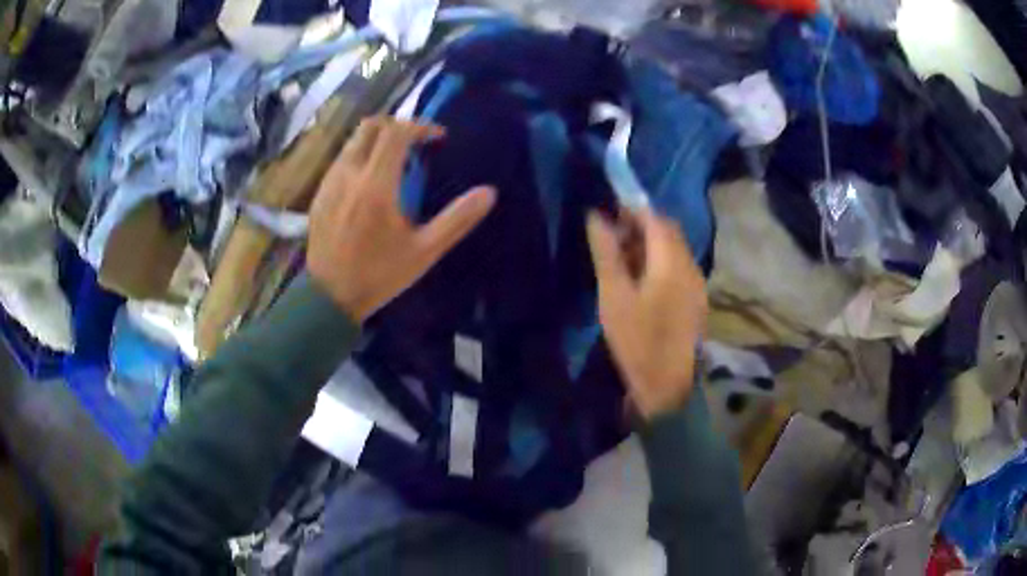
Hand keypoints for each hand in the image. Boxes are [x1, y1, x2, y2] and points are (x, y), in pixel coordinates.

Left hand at [308, 117, 495, 321]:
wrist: (329, 298)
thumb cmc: (379, 275)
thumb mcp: (424, 252)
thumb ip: (456, 220)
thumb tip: (489, 193)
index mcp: (376, 184)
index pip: (396, 132)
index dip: (420, 126)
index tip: (437, 139)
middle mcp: (348, 173)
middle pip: (370, 126)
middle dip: (397, 125)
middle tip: (416, 142)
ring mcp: (329, 182)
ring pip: (353, 141)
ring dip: (377, 140)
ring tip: (396, 161)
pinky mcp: (319, 193)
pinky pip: (342, 159)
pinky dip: (361, 156)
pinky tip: (371, 182)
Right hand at [587, 208, 707, 419]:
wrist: (667, 386)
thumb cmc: (637, 340)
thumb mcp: (614, 296)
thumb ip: (606, 253)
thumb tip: (595, 216)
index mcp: (671, 262)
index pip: (655, 219)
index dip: (633, 210)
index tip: (609, 213)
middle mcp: (690, 266)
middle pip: (668, 232)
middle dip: (641, 227)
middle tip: (613, 238)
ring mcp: (697, 284)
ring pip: (674, 250)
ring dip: (650, 245)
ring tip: (623, 261)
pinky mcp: (696, 300)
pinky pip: (679, 268)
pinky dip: (660, 263)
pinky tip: (642, 282)